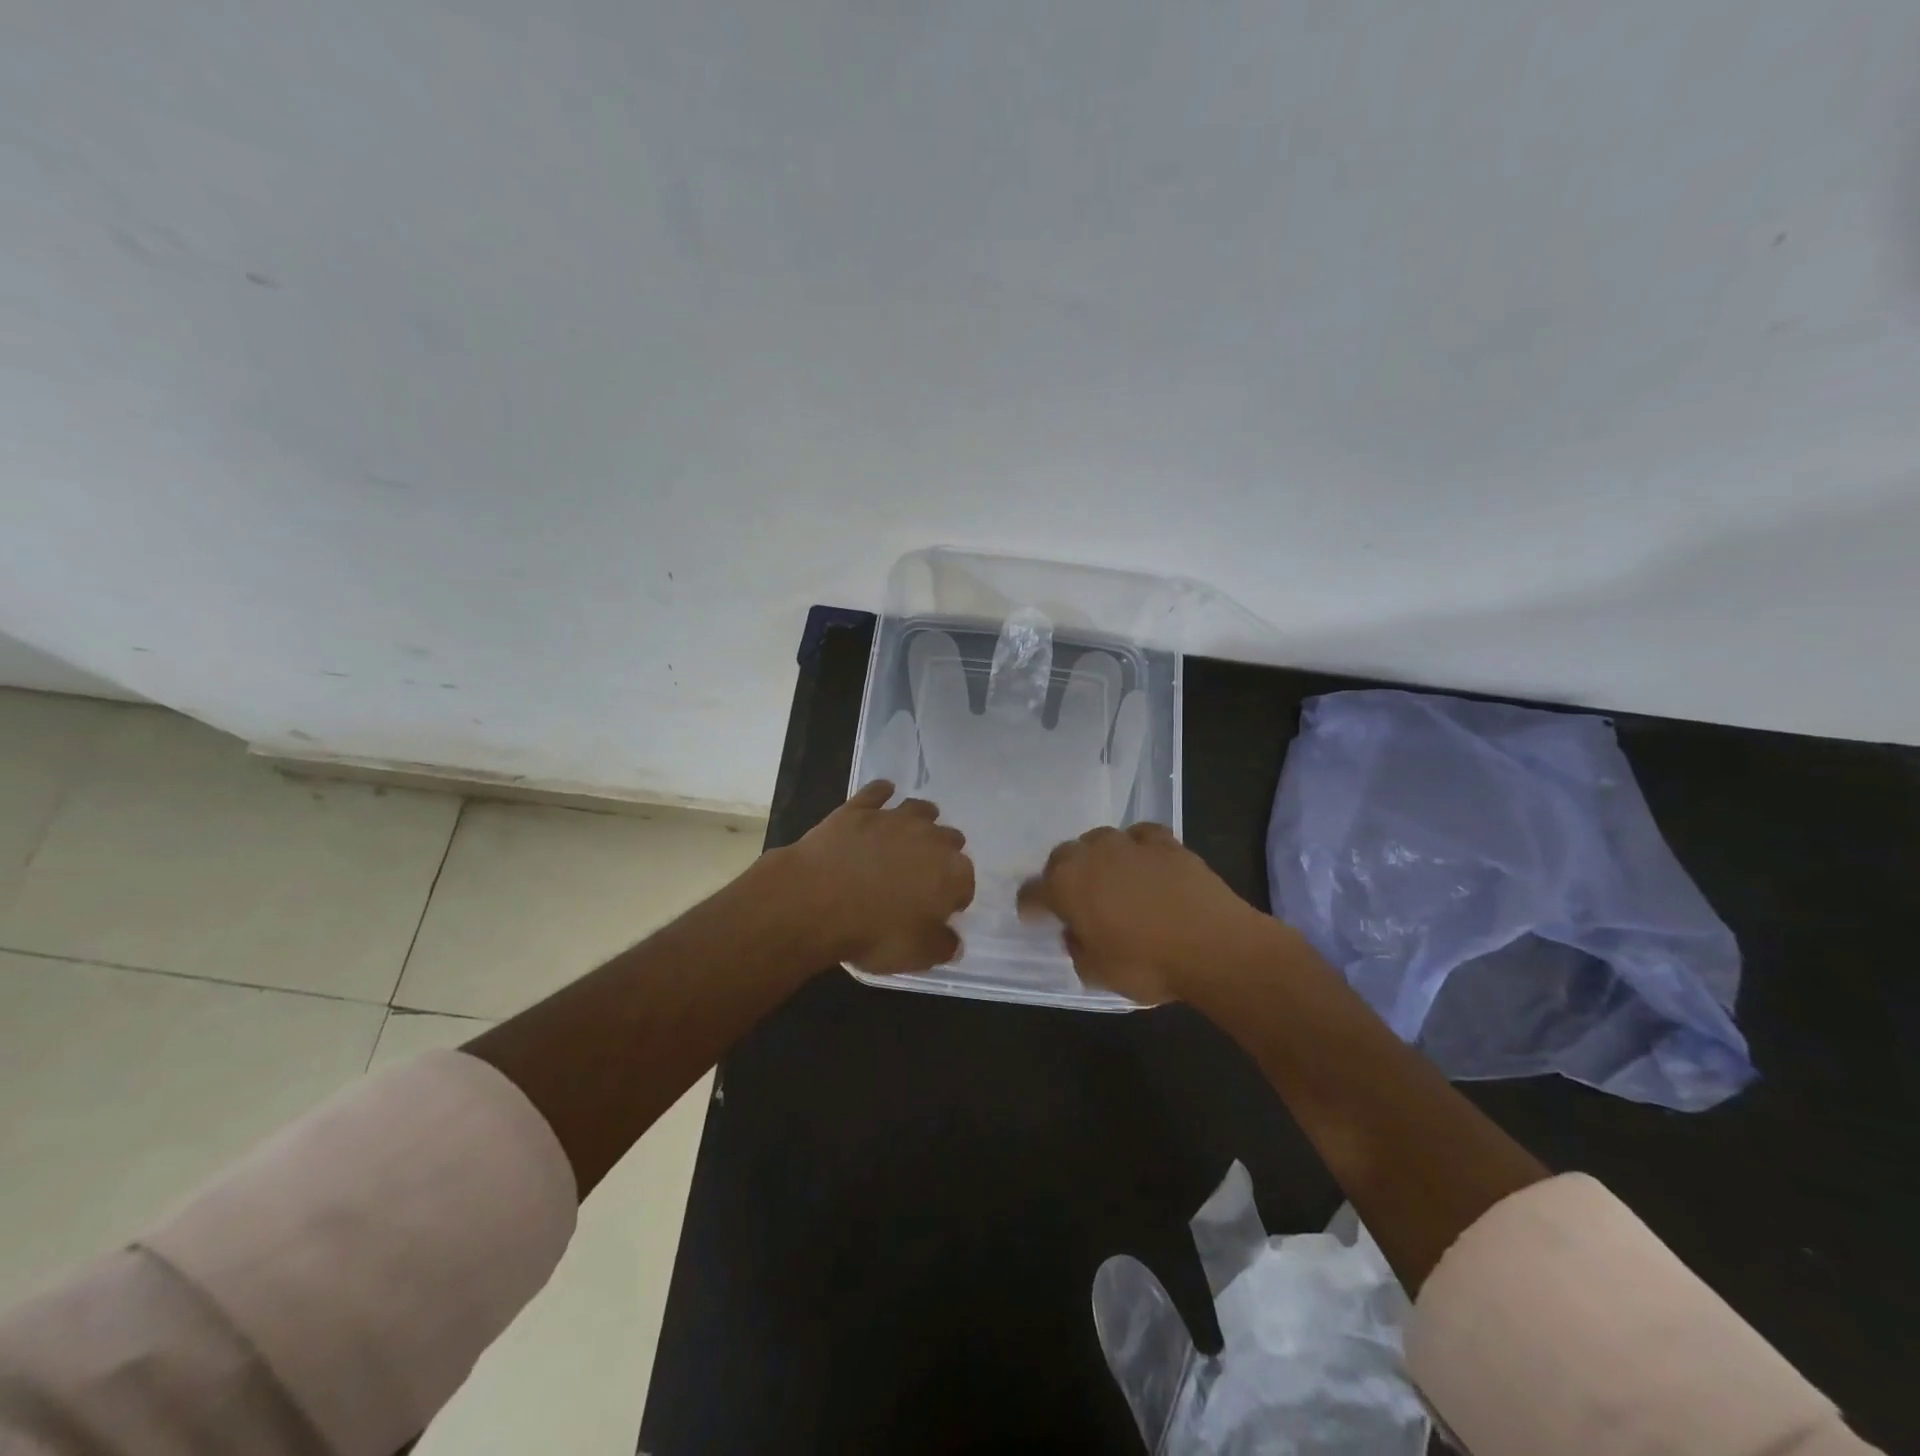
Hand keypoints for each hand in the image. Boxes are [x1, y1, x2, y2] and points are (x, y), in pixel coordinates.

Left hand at [783, 780, 974, 973]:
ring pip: (919, 810)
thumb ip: (942, 946)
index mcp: (952, 873)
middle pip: (949, 840)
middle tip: (925, 873)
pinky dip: (883, 792)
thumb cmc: (873, 932)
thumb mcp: (916, 954)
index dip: (955, 897)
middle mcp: (930, 838)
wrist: (816, 900)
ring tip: (914, 830)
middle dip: (943, 854)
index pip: (965, 883)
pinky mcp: (859, 809)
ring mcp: (894, 818)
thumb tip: (953, 940)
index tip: (940, 910)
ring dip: (922, 819)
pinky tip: (883, 793)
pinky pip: (878, 792)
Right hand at [1016, 823, 1273, 1004]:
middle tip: (1073, 899)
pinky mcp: (1164, 842)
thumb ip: (1078, 949)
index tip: (1034, 917)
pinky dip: (1136, 847)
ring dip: (1097, 858)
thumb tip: (1077, 933)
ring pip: (1098, 840)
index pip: (1032, 891)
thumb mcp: (1098, 974)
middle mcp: (1090, 855)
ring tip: (1109, 878)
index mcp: (1065, 886)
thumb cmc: (1147, 964)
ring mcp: (1128, 843)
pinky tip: (1144, 861)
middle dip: (1061, 876)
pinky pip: (1139, 836)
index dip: (1031, 905)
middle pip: (1062, 857)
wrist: (1214, 946)